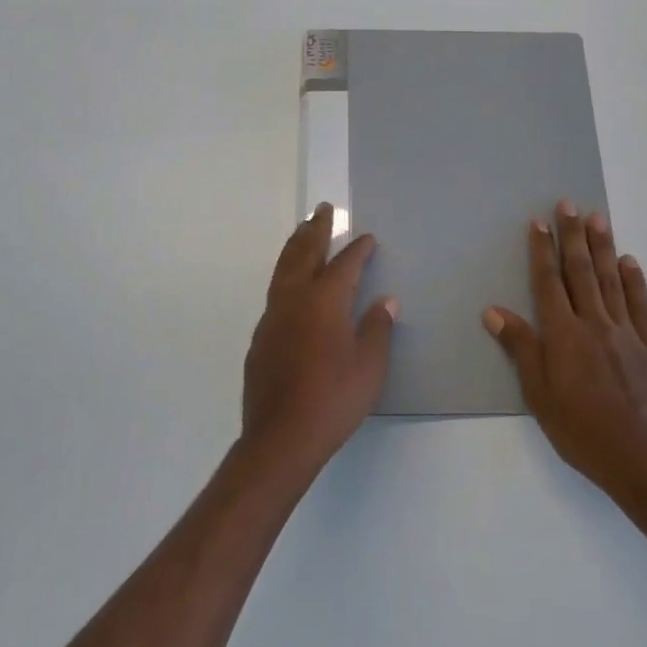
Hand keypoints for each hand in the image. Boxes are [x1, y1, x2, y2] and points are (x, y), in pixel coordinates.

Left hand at [242, 203, 397, 481]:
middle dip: (317, 229)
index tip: (367, 237)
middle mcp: (295, 299)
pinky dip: (286, 273)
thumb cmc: (333, 400)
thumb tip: (386, 300)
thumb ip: (377, 328)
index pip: (345, 264)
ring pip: (284, 268)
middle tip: (324, 209)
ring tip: (303, 230)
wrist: (280, 437)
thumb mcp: (369, 367)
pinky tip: (291, 283)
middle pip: (305, 253)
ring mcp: (273, 316)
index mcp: (325, 301)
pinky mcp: (260, 336)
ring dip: (296, 245)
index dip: (358, 249)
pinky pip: (275, 290)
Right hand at [484, 201, 646, 499]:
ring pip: (610, 280)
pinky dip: (634, 281)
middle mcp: (594, 323)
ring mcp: (626, 332)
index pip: (548, 282)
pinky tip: (629, 261)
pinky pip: (641, 306)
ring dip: (602, 247)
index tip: (539, 222)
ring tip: (598, 218)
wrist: (641, 459)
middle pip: (580, 272)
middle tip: (569, 204)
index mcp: (563, 334)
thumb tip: (493, 311)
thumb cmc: (580, 429)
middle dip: (572, 236)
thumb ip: (520, 347)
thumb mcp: (538, 393)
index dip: (542, 250)